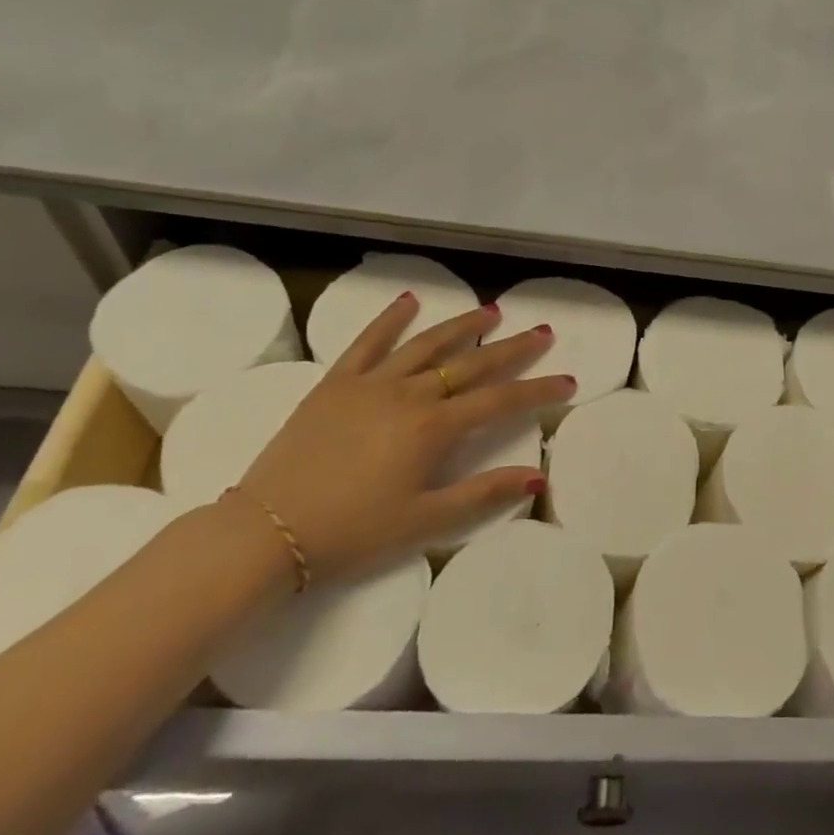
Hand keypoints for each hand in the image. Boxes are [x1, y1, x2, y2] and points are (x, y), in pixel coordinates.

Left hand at [233, 294, 572, 580]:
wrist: (266, 532)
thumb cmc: (351, 532)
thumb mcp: (423, 522)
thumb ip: (482, 495)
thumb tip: (536, 476)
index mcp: (433, 429)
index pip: (499, 401)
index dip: (538, 391)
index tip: (568, 381)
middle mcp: (408, 395)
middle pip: (471, 365)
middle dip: (511, 349)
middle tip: (542, 332)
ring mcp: (370, 384)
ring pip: (426, 345)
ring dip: (462, 327)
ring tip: (492, 311)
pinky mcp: (335, 383)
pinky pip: (367, 342)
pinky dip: (390, 319)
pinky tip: (410, 301)